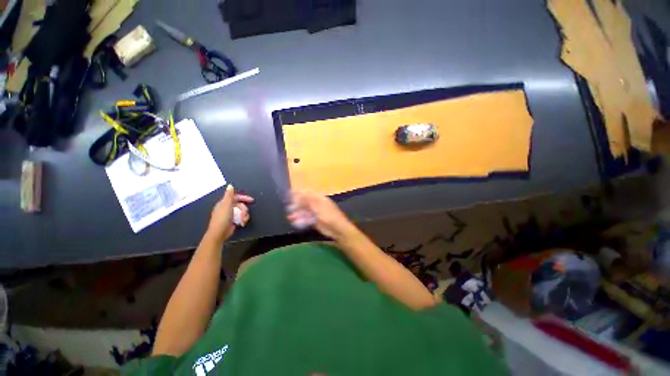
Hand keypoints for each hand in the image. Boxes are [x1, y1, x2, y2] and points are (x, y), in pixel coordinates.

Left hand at [207, 185, 253, 242]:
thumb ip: (229, 195)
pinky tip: (242, 223)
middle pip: (240, 205)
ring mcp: (230, 215)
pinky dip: (243, 219)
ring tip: (243, 220)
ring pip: (242, 212)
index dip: (244, 198)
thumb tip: (230, 185)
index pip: (236, 197)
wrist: (219, 233)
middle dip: (244, 210)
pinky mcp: (233, 221)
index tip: (251, 200)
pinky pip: (241, 217)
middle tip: (245, 214)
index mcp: (224, 203)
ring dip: (245, 215)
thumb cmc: (222, 218)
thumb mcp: (226, 205)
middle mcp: (227, 208)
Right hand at [287, 190, 357, 241]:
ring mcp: (316, 213)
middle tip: (289, 208)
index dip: (299, 193)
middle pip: (305, 202)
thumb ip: (307, 199)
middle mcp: (317, 204)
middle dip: (296, 205)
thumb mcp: (317, 206)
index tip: (289, 194)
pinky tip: (294, 221)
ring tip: (290, 216)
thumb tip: (298, 191)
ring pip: (304, 211)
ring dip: (297, 213)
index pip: (307, 193)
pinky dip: (300, 220)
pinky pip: (306, 219)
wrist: (337, 229)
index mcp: (319, 198)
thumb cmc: (328, 215)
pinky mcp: (314, 221)